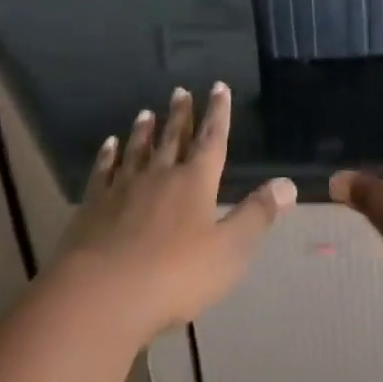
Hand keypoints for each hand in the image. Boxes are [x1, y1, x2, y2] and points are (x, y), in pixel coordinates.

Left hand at [54, 82, 295, 341]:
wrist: (102, 294)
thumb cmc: (174, 276)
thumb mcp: (228, 251)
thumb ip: (256, 215)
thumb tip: (288, 183)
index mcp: (195, 182)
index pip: (211, 139)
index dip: (218, 113)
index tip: (219, 87)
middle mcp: (161, 174)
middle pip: (173, 138)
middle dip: (180, 114)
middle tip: (180, 90)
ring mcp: (124, 187)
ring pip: (137, 149)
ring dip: (144, 131)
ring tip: (146, 112)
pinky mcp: (94, 205)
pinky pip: (103, 171)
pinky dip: (107, 156)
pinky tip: (108, 145)